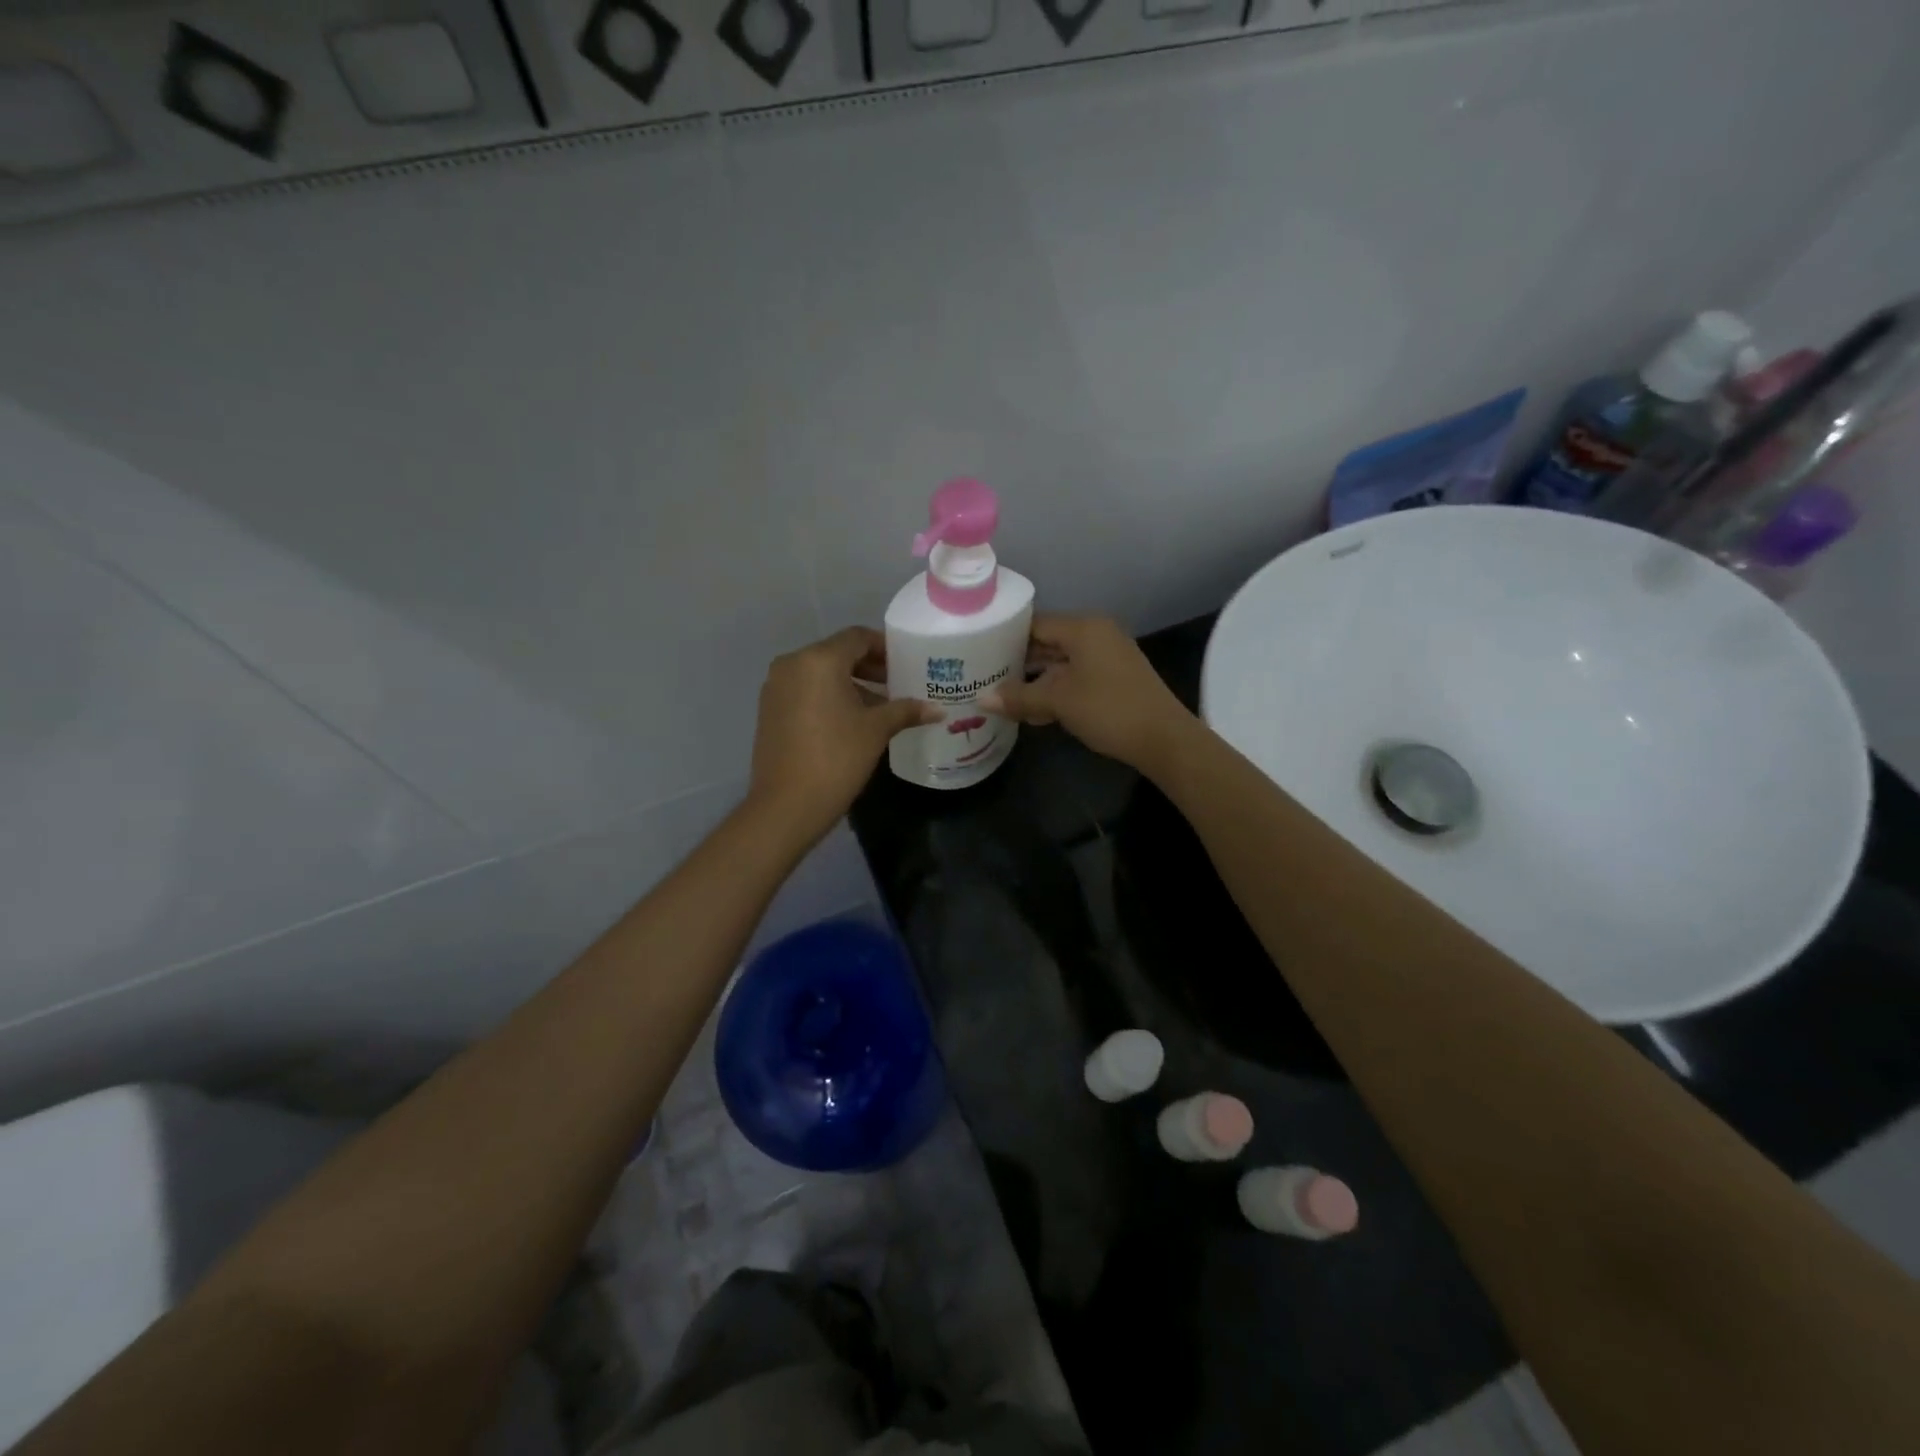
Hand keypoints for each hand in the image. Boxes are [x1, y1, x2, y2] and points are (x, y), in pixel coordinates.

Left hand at [748, 627, 940, 842]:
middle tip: (898, 683)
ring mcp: (776, 687)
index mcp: (818, 660)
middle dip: (868, 666)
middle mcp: (792, 664)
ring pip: (819, 673)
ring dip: (849, 683)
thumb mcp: (876, 730)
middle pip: (837, 653)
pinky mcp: (769, 710)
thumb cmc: (837, 758)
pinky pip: (805, 691)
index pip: (857, 638)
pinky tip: (850, 720)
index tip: (906, 662)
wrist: (787, 805)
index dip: (884, 647)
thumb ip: (906, 710)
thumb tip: (938, 709)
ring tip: (879, 706)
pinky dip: (828, 696)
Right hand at [980, 614, 1195, 773]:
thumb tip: (981, 700)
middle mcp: (1096, 634)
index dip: (1005, 637)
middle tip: (984, 675)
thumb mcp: (1058, 702)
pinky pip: (1075, 677)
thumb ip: (1019, 697)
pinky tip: (1033, 710)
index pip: (1034, 623)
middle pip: (1047, 642)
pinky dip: (1055, 690)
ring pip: (1060, 663)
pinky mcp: (1113, 679)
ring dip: (1035, 680)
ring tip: (1001, 695)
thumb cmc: (1108, 709)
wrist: (1163, 738)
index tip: (978, 652)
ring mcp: (1107, 657)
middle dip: (1018, 661)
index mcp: (1083, 628)